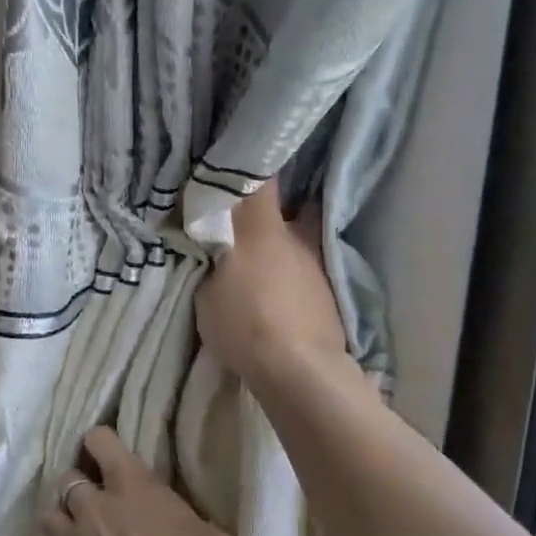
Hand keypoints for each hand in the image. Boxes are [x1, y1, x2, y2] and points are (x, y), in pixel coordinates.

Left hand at [31, 427, 236, 535]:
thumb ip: (187, 522)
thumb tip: (185, 527)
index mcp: (130, 483)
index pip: (101, 441)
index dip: (101, 444)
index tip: (105, 453)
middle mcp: (89, 503)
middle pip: (68, 479)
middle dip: (79, 490)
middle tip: (93, 508)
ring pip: (47, 517)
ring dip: (60, 526)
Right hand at [195, 180, 351, 390]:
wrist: (300, 371)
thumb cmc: (246, 324)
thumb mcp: (207, 291)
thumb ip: (209, 258)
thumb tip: (210, 239)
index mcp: (263, 229)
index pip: (261, 179)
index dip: (249, 168)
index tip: (234, 165)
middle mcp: (296, 237)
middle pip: (282, 210)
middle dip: (262, 214)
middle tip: (238, 222)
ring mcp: (317, 265)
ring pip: (294, 242)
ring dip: (278, 247)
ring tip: (257, 265)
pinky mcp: (328, 293)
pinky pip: (302, 272)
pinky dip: (289, 275)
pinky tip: (277, 293)